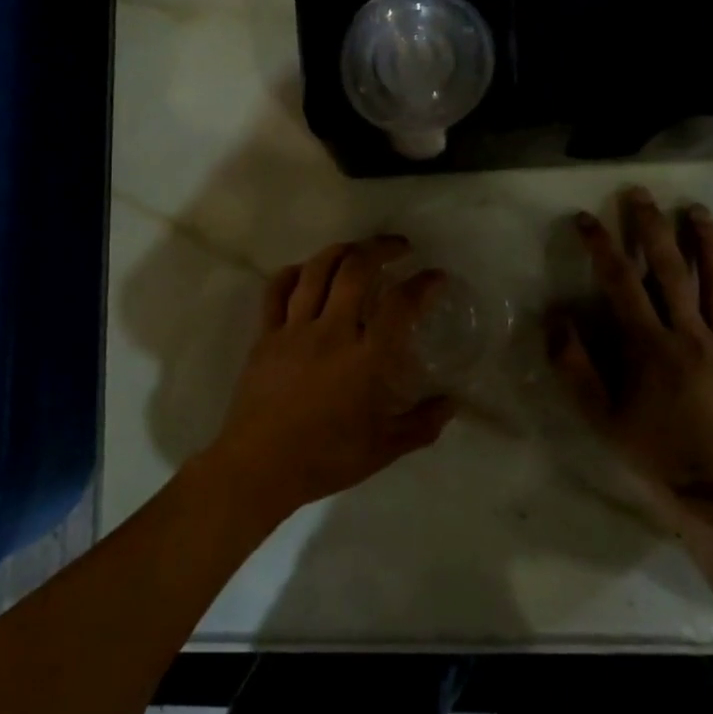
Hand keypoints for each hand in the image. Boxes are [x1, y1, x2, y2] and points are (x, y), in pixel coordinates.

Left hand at [206, 235, 456, 522]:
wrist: (260, 467)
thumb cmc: (326, 459)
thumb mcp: (384, 449)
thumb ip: (422, 424)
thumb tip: (452, 403)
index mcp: (366, 359)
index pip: (400, 306)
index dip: (423, 284)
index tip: (435, 276)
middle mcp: (332, 333)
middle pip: (356, 270)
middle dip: (381, 248)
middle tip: (398, 246)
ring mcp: (294, 330)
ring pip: (316, 271)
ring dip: (341, 250)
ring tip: (357, 249)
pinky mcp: (266, 335)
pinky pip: (276, 291)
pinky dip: (293, 272)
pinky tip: (306, 270)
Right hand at [548, 189, 712, 505]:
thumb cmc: (651, 452)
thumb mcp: (598, 415)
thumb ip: (574, 366)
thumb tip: (556, 318)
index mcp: (648, 345)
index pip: (620, 281)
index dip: (601, 246)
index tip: (586, 219)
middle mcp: (690, 334)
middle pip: (671, 269)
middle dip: (652, 227)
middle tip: (641, 194)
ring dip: (708, 243)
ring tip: (696, 210)